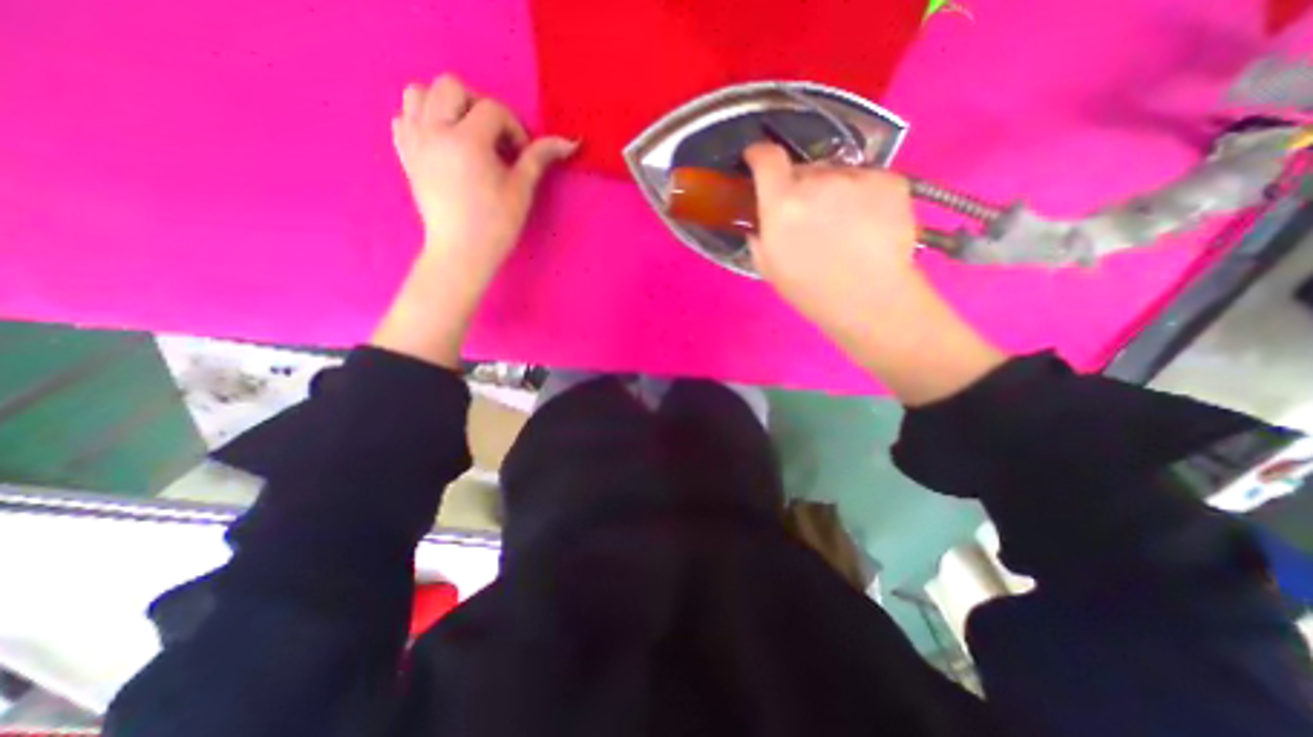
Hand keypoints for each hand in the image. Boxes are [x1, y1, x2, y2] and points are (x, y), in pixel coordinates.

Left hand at [390, 71, 575, 286]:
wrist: (462, 251)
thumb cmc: (496, 225)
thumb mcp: (521, 190)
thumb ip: (539, 158)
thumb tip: (568, 141)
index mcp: (467, 141)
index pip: (492, 109)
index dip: (513, 128)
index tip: (520, 154)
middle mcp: (434, 131)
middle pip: (451, 86)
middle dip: (478, 105)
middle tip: (493, 137)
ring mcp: (415, 141)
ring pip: (419, 92)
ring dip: (444, 104)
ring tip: (465, 133)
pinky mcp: (405, 155)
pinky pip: (403, 117)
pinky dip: (421, 120)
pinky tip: (442, 142)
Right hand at [742, 140, 915, 337]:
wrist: (869, 300)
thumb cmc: (811, 290)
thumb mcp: (768, 267)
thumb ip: (759, 234)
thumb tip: (760, 219)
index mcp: (783, 203)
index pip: (766, 158)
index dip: (759, 154)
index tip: (757, 159)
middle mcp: (818, 180)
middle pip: (803, 169)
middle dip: (801, 187)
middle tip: (810, 216)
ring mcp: (857, 177)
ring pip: (837, 174)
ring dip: (834, 191)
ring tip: (844, 224)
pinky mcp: (890, 180)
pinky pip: (868, 179)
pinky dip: (864, 195)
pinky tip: (868, 223)